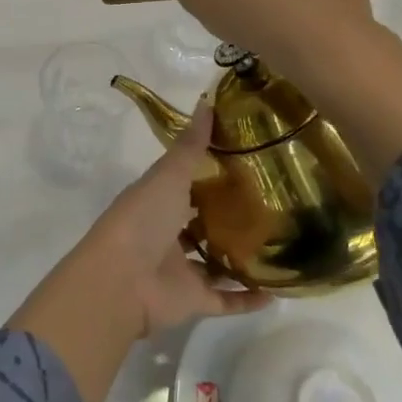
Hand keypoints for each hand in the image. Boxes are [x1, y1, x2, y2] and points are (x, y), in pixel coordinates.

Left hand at [75, 104, 272, 337]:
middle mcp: (167, 234)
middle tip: (273, 202)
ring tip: (281, 245)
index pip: (185, 183)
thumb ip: (189, 146)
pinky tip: (278, 291)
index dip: (210, 172)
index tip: (246, 160)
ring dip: (240, 257)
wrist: (121, 282)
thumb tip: (207, 100)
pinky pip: (226, 299)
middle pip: (201, 223)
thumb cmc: (142, 220)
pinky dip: (247, 298)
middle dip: (229, 215)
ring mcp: (180, 269)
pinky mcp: (193, 300)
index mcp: (156, 201)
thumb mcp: (167, 176)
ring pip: (214, 262)